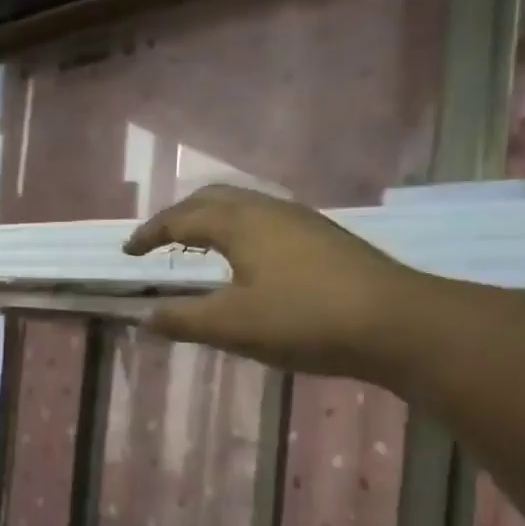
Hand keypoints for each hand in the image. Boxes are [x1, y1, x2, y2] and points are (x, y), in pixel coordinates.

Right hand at [123, 185, 427, 378]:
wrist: (396, 322)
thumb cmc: (304, 319)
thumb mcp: (233, 325)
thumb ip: (183, 320)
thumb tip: (145, 318)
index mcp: (239, 223)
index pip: (181, 218)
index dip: (150, 234)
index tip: (128, 252)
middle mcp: (267, 209)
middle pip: (212, 199)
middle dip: (178, 216)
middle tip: (158, 241)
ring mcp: (300, 220)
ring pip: (242, 207)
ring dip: (210, 221)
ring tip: (196, 247)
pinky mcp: (322, 238)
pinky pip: (264, 221)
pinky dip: (237, 231)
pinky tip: (246, 260)